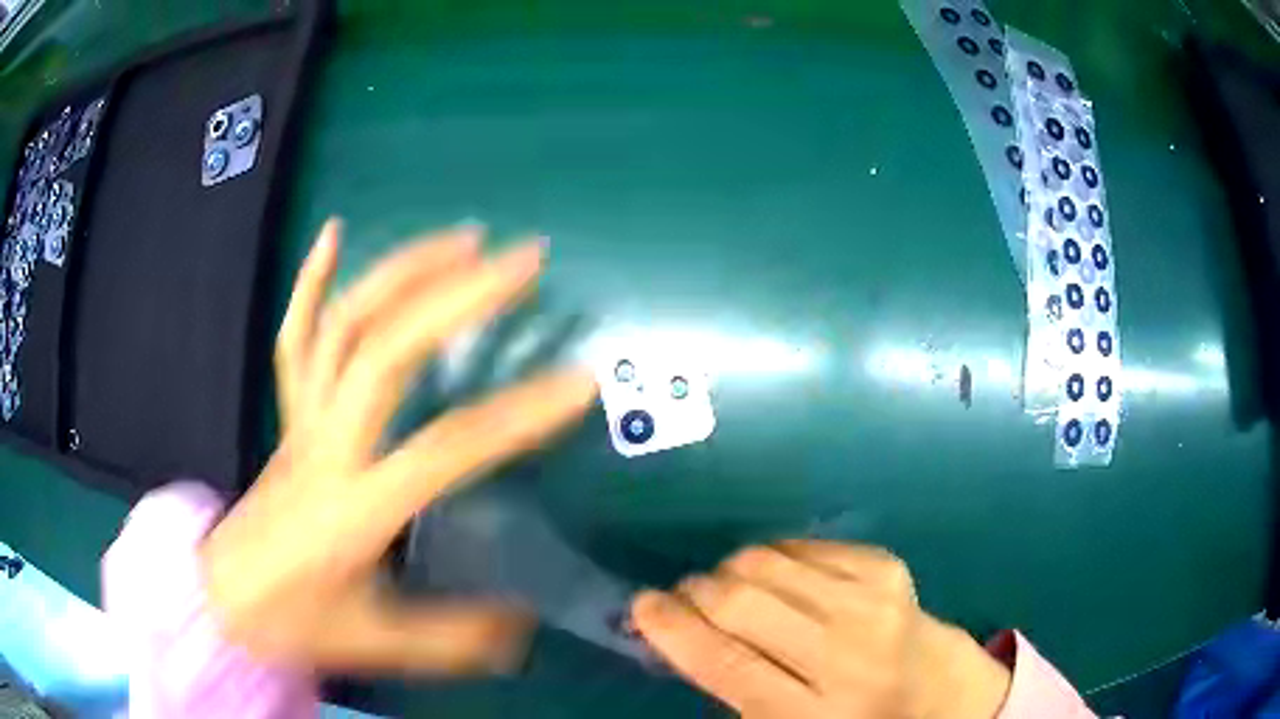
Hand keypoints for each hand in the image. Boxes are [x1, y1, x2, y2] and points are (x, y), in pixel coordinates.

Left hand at [201, 219, 596, 673]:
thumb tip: (526, 625)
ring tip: (466, 238)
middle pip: (386, 352)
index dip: (516, 415)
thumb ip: (455, 638)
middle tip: (524, 261)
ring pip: (344, 324)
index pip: (444, 449)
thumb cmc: (296, 621)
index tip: (581, 383)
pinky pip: (295, 336)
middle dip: (458, 296)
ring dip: (405, 270)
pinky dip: (312, 278)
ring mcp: (302, 419)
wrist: (223, 597)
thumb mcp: (379, 643)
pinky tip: (335, 232)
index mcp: (354, 508)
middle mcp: (326, 446)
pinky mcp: (287, 413)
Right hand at [632, 541, 1011, 717]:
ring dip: (731, 570)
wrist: (937, 691)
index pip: (725, 663)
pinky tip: (780, 579)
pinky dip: (775, 557)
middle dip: (696, 592)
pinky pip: (804, 545)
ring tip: (730, 588)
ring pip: (768, 562)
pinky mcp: (886, 567)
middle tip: (686, 598)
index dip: (672, 628)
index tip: (641, 606)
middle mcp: (845, 655)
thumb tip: (675, 631)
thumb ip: (729, 686)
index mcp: (811, 713)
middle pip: (743, 602)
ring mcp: (872, 603)